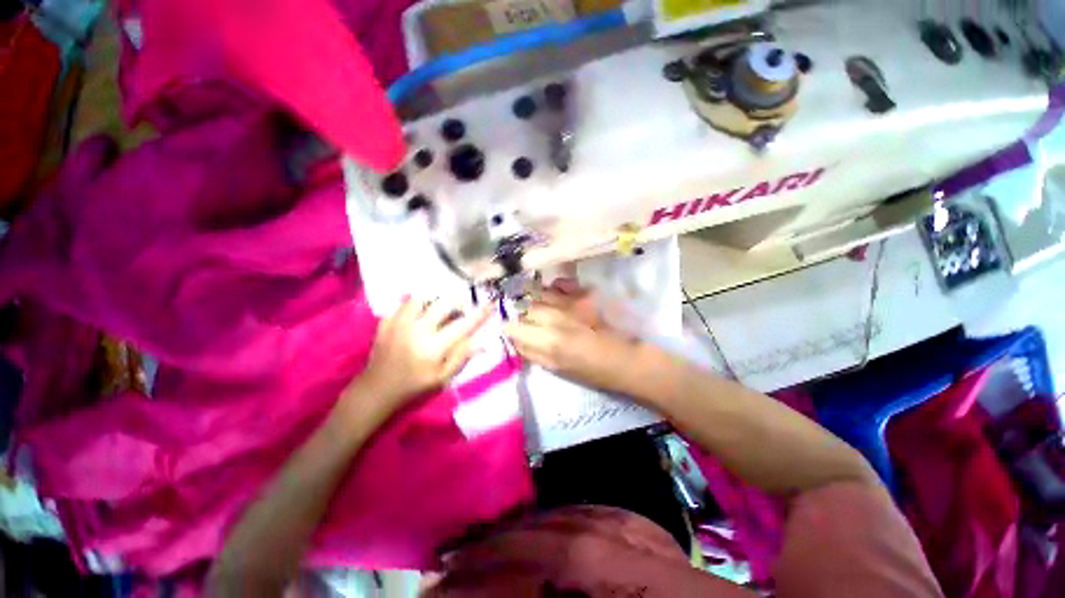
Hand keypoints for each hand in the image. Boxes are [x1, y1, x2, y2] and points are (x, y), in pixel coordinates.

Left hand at [349, 298, 492, 419]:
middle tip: (461, 307)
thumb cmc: (415, 385)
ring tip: (439, 308)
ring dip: (435, 300)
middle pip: (444, 303)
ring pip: (423, 297)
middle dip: (458, 301)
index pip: (463, 324)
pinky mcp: (387, 321)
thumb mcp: (443, 377)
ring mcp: (399, 323)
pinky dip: (416, 304)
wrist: (378, 388)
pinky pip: (405, 303)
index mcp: (434, 346)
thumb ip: (462, 356)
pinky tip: (419, 313)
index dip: (480, 313)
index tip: (491, 304)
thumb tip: (483, 342)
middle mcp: (418, 329)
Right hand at [504, 286, 644, 394]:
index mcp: (549, 341)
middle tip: (528, 322)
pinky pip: (559, 283)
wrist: (626, 358)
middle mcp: (556, 316)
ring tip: (539, 308)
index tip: (513, 331)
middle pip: (524, 307)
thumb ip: (532, 352)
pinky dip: (553, 288)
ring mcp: (571, 301)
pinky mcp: (584, 293)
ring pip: (538, 292)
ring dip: (534, 300)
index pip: (514, 327)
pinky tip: (555, 296)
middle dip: (521, 314)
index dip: (510, 329)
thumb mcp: (557, 369)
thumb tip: (515, 339)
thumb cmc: (592, 371)